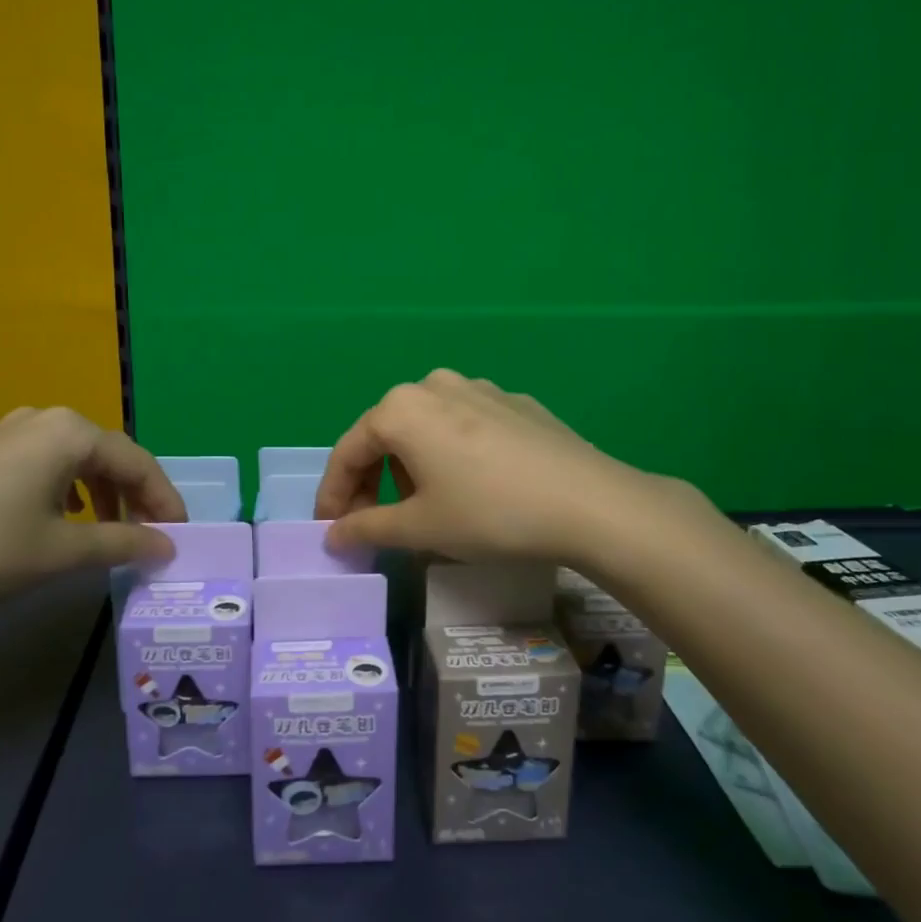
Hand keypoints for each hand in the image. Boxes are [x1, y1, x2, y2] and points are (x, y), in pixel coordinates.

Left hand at [0, 407, 184, 614]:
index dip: (165, 500)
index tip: (182, 535)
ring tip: (115, 532)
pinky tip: (68, 516)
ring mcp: (14, 430)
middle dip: (136, 496)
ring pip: (80, 459)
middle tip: (153, 536)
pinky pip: (50, 462)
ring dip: (106, 494)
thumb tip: (168, 546)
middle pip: (110, 455)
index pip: (138, 462)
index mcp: (70, 432)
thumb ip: (123, 544)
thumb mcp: (61, 551)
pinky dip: (73, 489)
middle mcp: (46, 419)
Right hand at [314, 370, 715, 566]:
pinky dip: (452, 455)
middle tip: (378, 524)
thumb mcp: (420, 528)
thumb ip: (366, 529)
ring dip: (413, 467)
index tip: (331, 529)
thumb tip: (332, 535)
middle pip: (386, 435)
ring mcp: (478, 388)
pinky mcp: (514, 402)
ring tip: (430, 508)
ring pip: (426, 428)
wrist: (590, 503)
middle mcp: (433, 385)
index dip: (333, 495)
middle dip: (374, 481)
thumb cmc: (489, 513)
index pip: (348, 452)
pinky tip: (475, 487)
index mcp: (401, 408)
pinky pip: (464, 426)